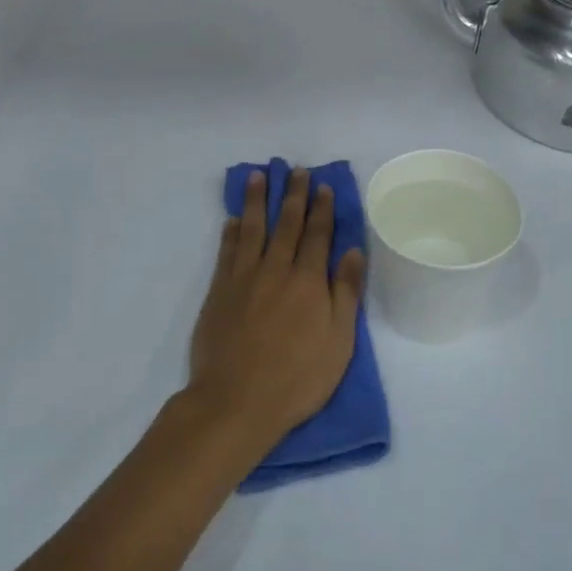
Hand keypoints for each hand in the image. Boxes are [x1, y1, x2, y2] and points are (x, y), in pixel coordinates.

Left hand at [185, 169, 366, 456]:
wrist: (235, 401)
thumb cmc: (296, 378)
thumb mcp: (338, 342)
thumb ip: (345, 293)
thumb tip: (352, 251)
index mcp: (308, 282)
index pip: (317, 235)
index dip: (322, 209)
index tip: (323, 186)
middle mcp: (275, 270)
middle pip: (286, 224)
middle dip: (293, 195)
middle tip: (295, 169)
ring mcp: (243, 279)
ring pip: (252, 229)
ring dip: (257, 200)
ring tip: (258, 175)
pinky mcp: (219, 292)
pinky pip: (227, 251)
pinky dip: (232, 232)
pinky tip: (234, 218)